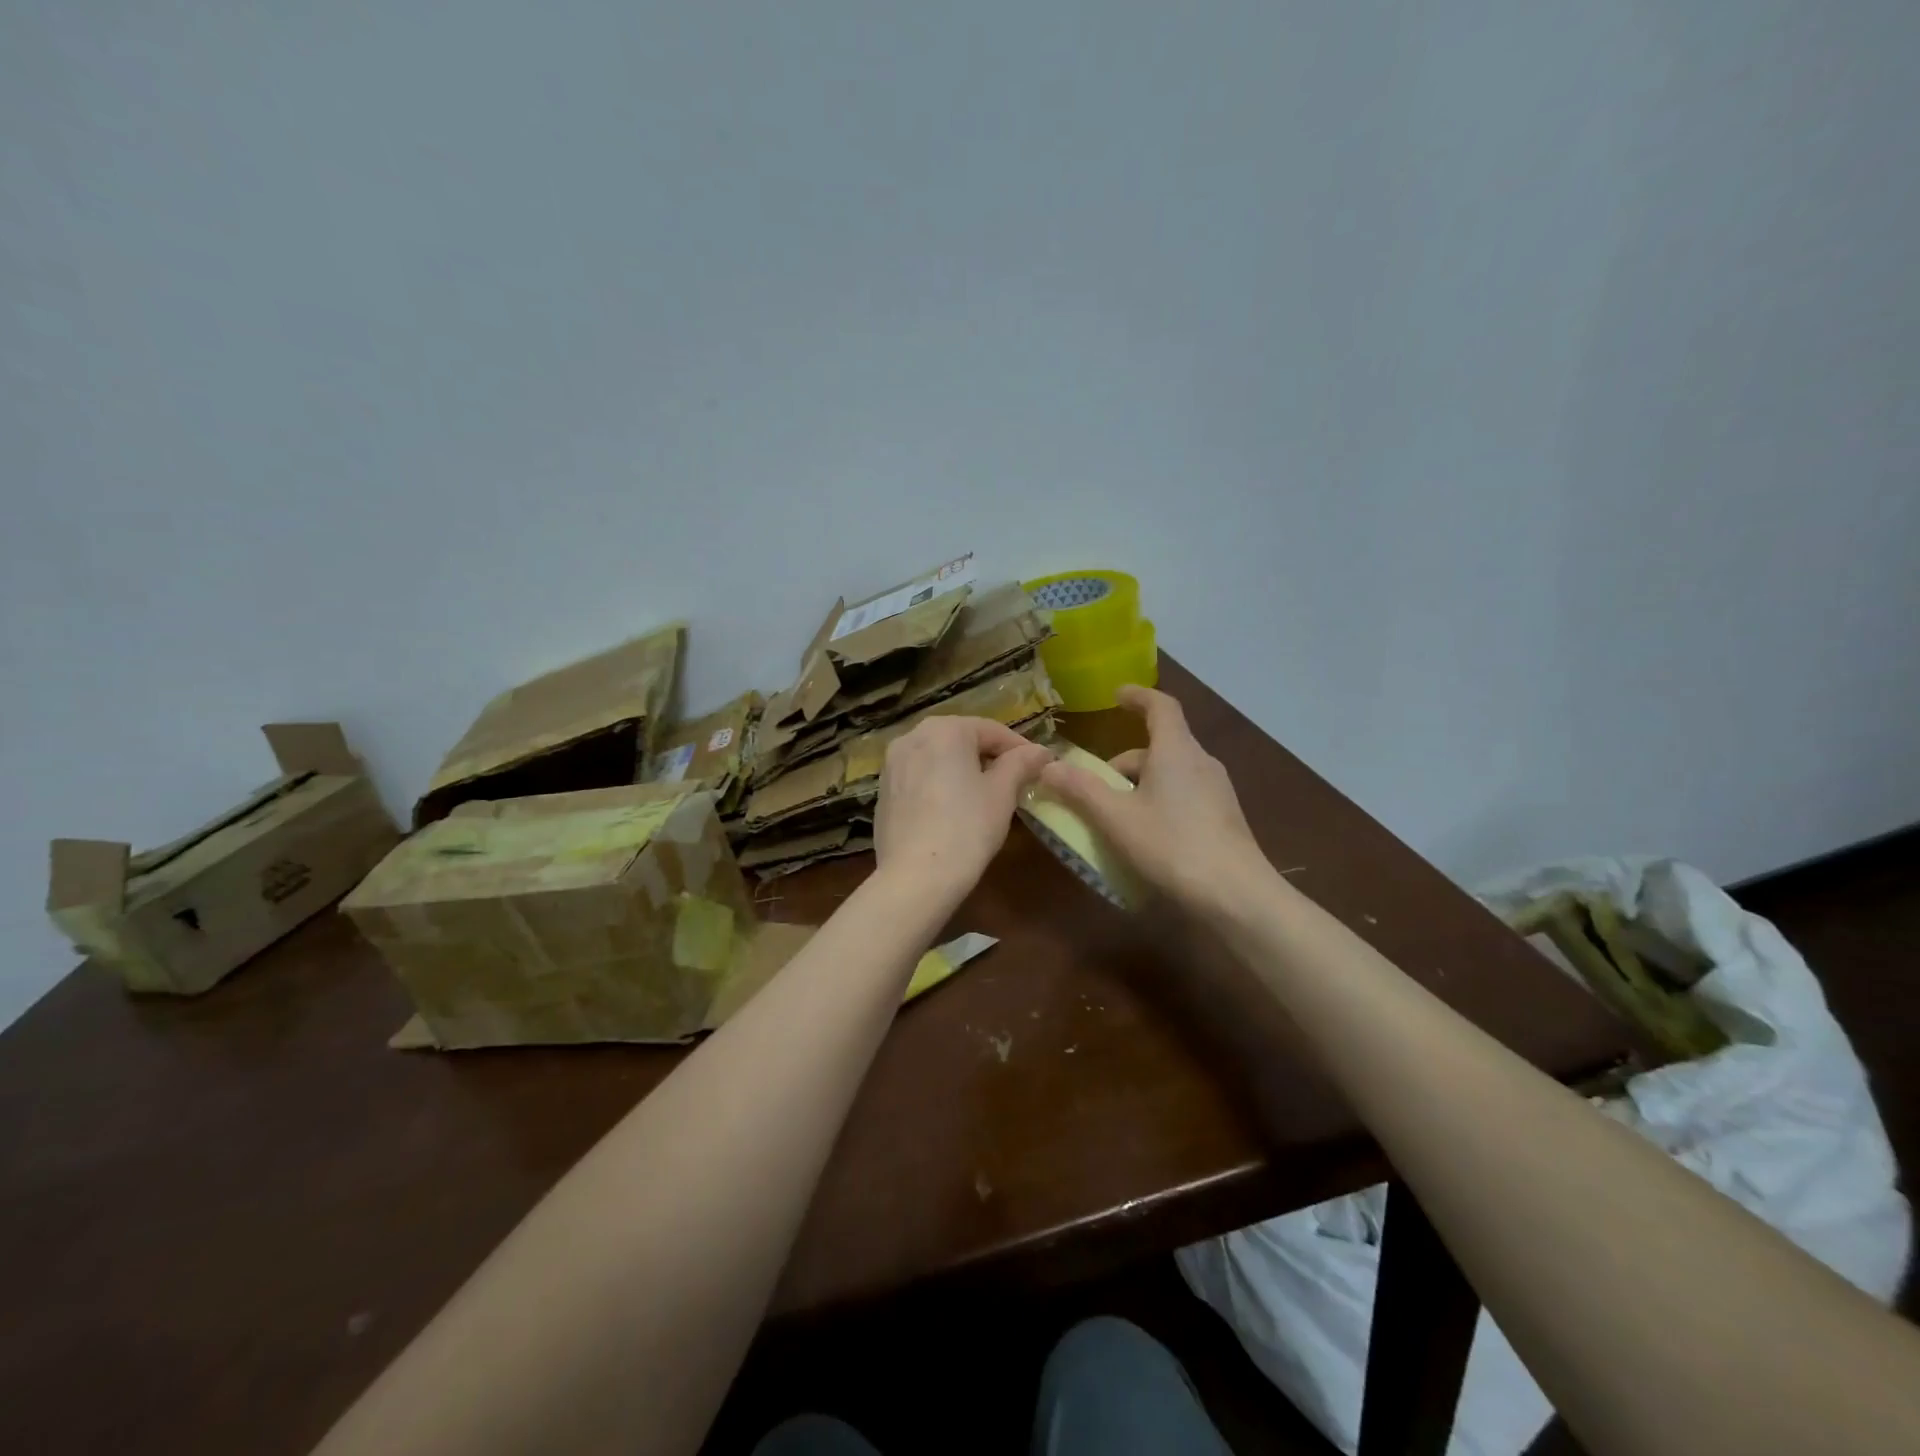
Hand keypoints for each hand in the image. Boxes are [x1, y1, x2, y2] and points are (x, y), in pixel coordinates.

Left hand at [873, 716, 1053, 909]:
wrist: (914, 877)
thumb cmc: (966, 828)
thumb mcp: (1002, 794)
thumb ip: (1021, 764)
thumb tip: (1040, 751)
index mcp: (945, 729)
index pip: (992, 730)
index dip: (1020, 748)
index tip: (1040, 767)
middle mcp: (913, 736)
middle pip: (962, 739)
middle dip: (989, 757)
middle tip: (1015, 781)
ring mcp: (892, 763)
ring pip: (939, 757)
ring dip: (963, 770)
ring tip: (986, 795)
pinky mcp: (883, 790)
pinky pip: (920, 777)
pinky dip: (940, 784)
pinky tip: (953, 810)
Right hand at [1036, 686, 1271, 919]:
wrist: (1236, 895)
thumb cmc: (1172, 845)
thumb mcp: (1116, 819)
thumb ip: (1081, 789)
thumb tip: (1048, 766)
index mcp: (1176, 750)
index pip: (1160, 706)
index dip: (1138, 696)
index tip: (1117, 695)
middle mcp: (1201, 762)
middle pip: (1160, 746)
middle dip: (1124, 762)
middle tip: (1095, 786)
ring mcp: (1217, 791)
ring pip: (1171, 773)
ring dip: (1140, 784)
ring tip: (1115, 816)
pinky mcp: (1224, 818)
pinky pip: (1184, 795)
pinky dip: (1159, 801)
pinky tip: (1145, 836)